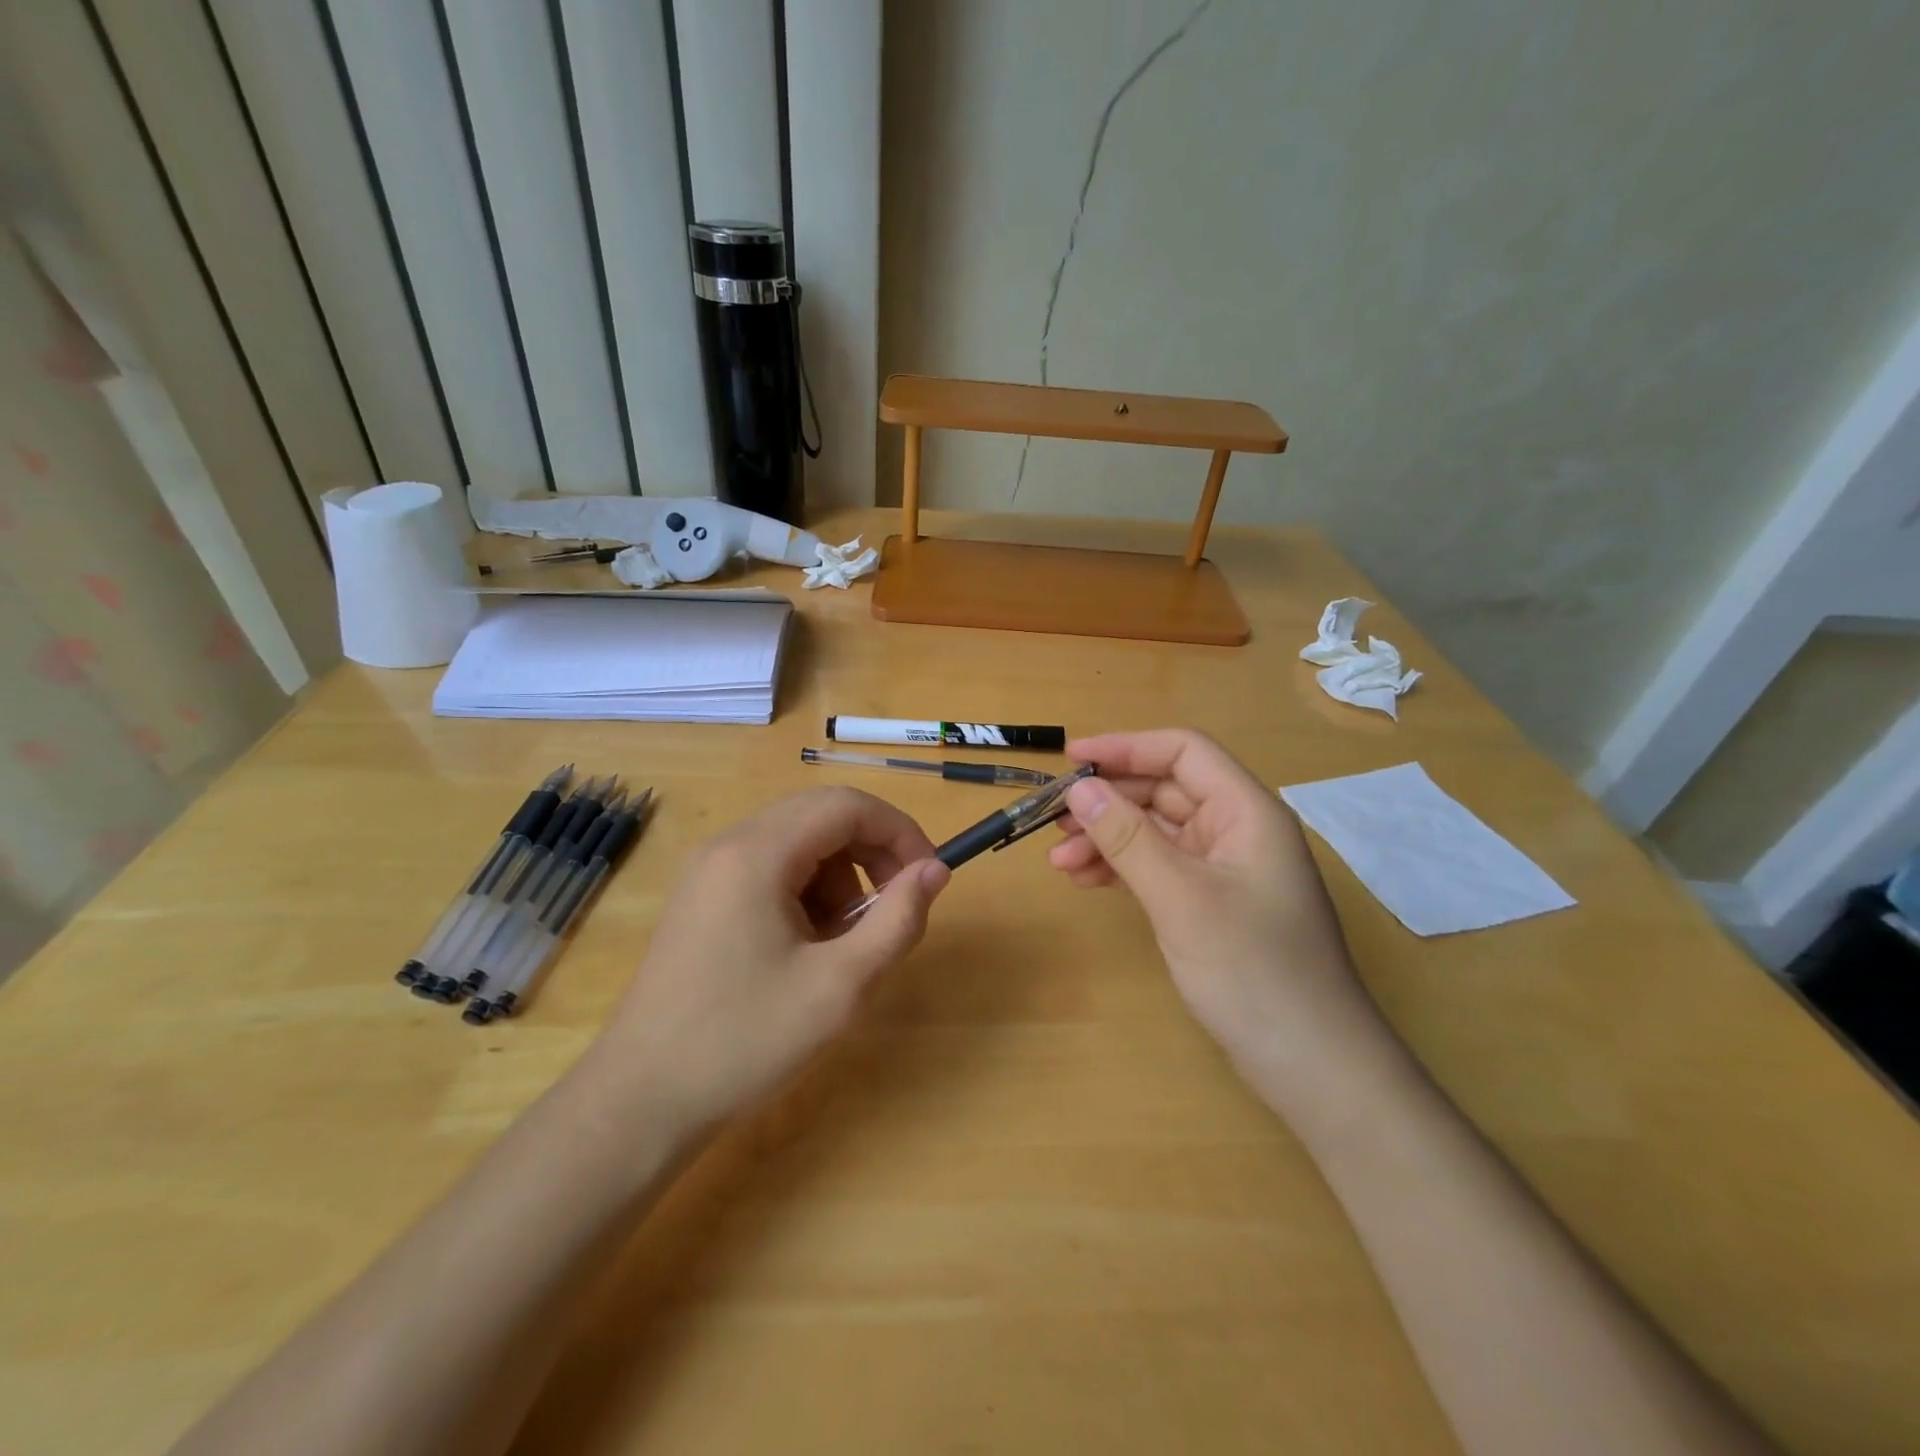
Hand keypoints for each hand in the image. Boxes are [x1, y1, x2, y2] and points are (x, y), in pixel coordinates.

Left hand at [592, 787, 948, 1129]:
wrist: (640, 1102)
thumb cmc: (744, 1042)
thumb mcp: (840, 986)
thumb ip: (897, 920)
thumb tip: (935, 870)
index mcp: (757, 854)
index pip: (846, 806)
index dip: (899, 832)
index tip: (928, 878)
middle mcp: (729, 845)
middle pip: (822, 817)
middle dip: (871, 856)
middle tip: (893, 912)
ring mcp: (709, 870)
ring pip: (799, 844)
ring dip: (839, 879)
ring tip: (842, 945)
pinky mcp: (702, 898)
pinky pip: (771, 870)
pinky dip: (806, 894)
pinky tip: (806, 950)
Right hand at [1049, 730, 1377, 1092]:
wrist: (1312, 1065)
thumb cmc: (1252, 971)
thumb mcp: (1180, 898)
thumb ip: (1127, 838)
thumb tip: (1079, 788)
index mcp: (1246, 812)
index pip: (1183, 752)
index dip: (1125, 747)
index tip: (1070, 761)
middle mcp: (1238, 830)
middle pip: (1165, 790)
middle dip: (1108, 801)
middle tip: (1053, 820)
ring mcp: (1226, 868)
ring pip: (1158, 831)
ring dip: (1108, 838)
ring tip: (1059, 860)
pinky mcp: (1214, 903)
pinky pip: (1161, 866)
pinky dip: (1124, 868)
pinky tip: (1088, 881)